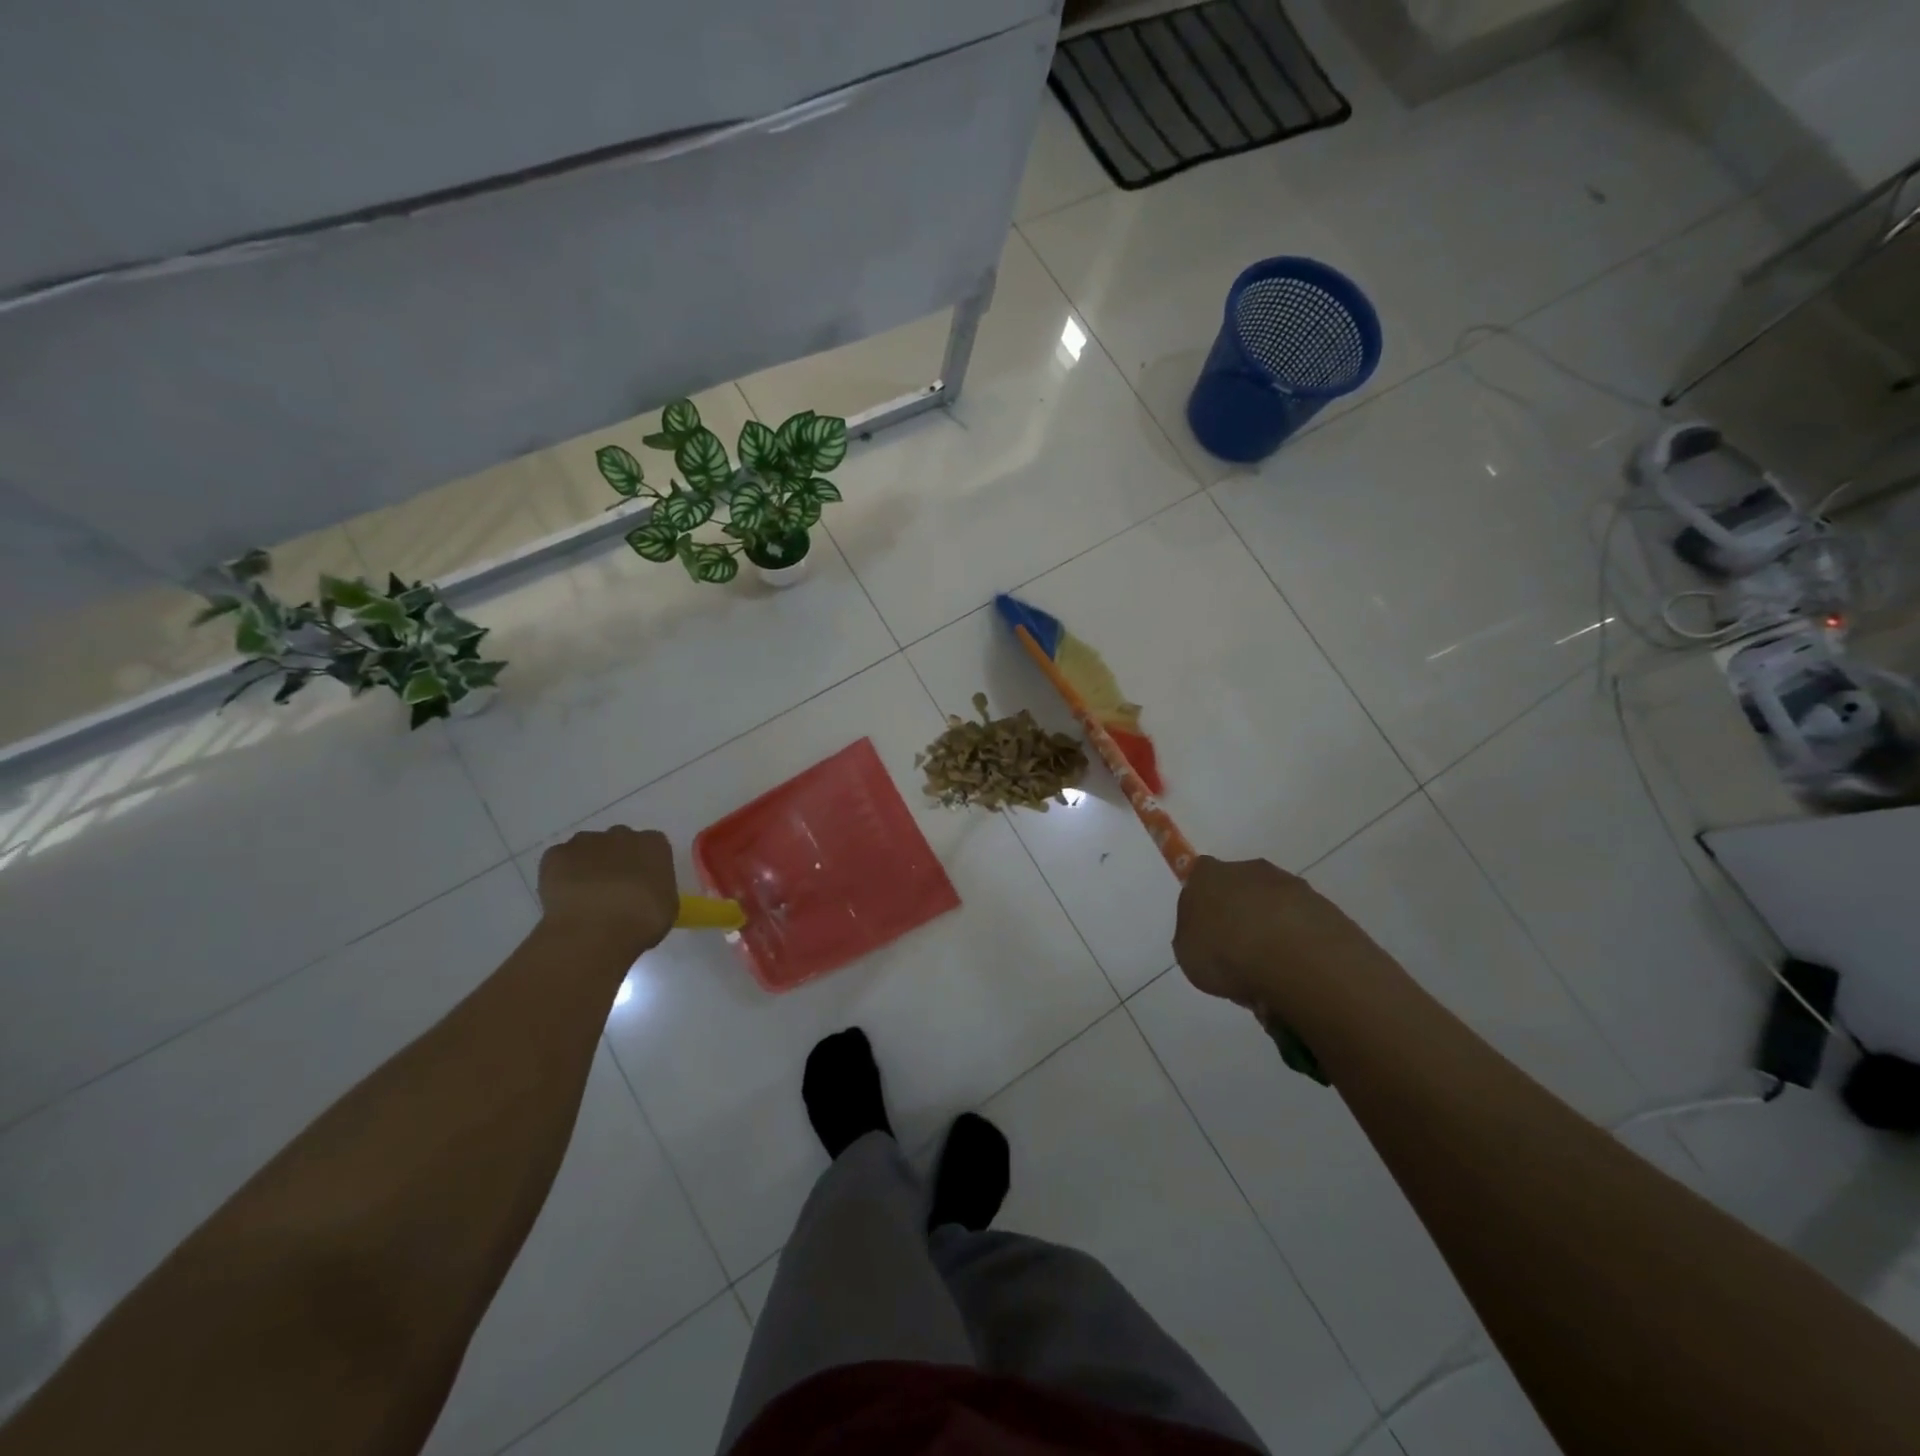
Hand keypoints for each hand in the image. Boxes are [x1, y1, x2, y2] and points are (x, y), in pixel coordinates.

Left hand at [537, 827, 677, 956]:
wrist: (596, 930)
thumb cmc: (643, 920)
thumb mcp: (667, 906)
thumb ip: (657, 889)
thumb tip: (646, 893)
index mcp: (654, 844)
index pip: (651, 846)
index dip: (644, 866)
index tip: (640, 885)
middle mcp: (621, 835)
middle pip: (618, 842)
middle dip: (615, 860)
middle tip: (612, 890)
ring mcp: (586, 842)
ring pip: (587, 848)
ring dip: (587, 864)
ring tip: (585, 895)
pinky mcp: (556, 854)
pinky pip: (559, 860)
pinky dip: (560, 874)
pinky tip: (565, 897)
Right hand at [1173, 855, 1384, 1014]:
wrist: (1294, 961)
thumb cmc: (1226, 954)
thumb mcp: (1187, 953)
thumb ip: (1194, 936)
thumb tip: (1206, 934)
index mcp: (1208, 875)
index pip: (1199, 876)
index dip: (1202, 901)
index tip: (1206, 929)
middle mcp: (1249, 869)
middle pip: (1241, 887)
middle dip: (1240, 914)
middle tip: (1238, 953)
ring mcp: (1291, 885)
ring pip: (1275, 905)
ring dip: (1273, 929)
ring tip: (1272, 971)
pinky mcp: (1325, 906)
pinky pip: (1304, 924)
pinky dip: (1300, 943)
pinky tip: (1298, 972)